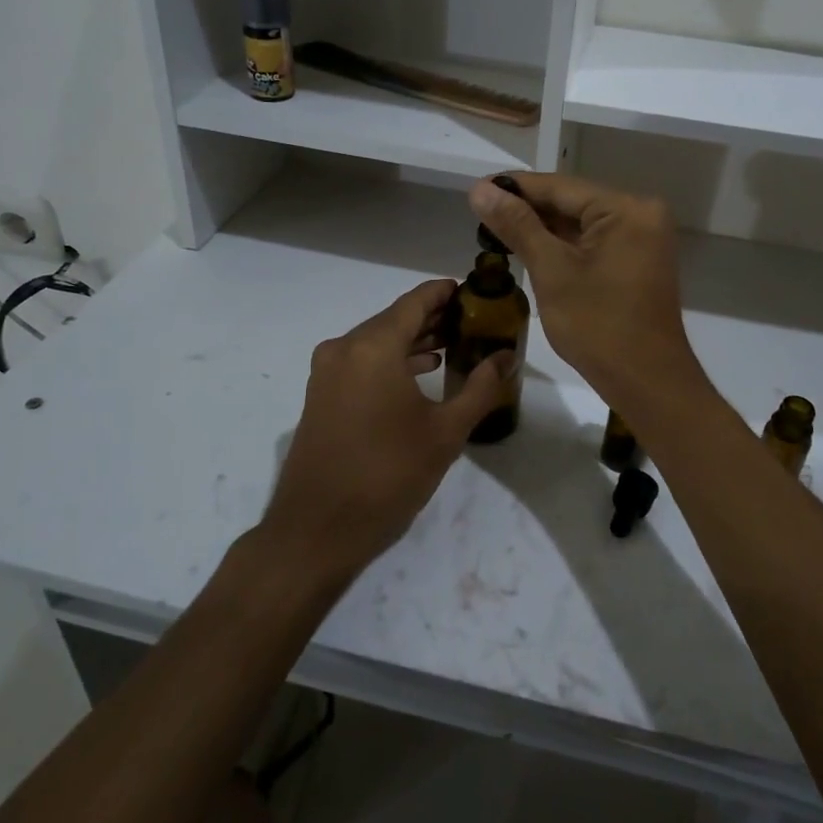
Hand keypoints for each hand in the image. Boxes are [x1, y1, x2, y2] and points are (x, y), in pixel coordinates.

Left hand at [260, 279, 508, 579]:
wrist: (317, 530)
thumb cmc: (388, 475)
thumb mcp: (445, 433)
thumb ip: (480, 389)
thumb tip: (505, 358)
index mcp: (374, 347)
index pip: (415, 301)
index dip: (445, 293)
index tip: (476, 292)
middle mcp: (345, 348)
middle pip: (395, 318)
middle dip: (434, 318)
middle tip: (474, 323)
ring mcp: (327, 372)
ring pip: (377, 341)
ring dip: (413, 341)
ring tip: (454, 346)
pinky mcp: (320, 395)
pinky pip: (361, 361)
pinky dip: (391, 360)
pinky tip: (420, 374)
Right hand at [467, 173, 703, 415]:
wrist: (646, 382)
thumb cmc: (598, 326)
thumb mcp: (552, 271)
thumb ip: (517, 226)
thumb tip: (480, 190)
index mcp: (627, 209)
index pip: (560, 187)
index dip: (515, 188)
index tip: (476, 190)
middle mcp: (641, 214)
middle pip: (572, 202)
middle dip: (527, 209)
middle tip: (480, 212)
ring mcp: (643, 239)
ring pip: (581, 224)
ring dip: (542, 229)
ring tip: (495, 229)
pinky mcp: (638, 262)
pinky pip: (594, 243)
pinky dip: (563, 246)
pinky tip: (529, 248)